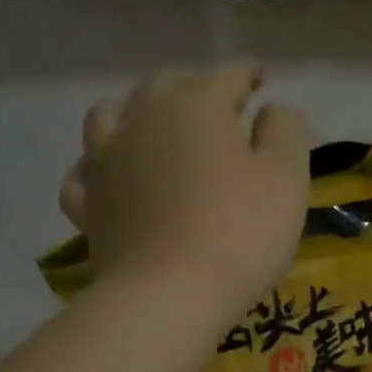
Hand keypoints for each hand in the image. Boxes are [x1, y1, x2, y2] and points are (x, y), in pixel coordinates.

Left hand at [61, 64, 310, 322]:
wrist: (169, 296)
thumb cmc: (239, 234)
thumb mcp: (286, 179)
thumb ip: (286, 131)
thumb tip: (271, 110)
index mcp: (196, 105)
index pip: (228, 76)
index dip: (248, 75)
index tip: (261, 79)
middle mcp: (142, 118)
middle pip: (167, 86)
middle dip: (194, 88)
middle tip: (216, 107)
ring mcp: (105, 160)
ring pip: (112, 116)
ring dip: (135, 113)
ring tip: (151, 127)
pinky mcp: (88, 204)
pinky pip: (85, 173)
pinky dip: (98, 166)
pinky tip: (109, 176)